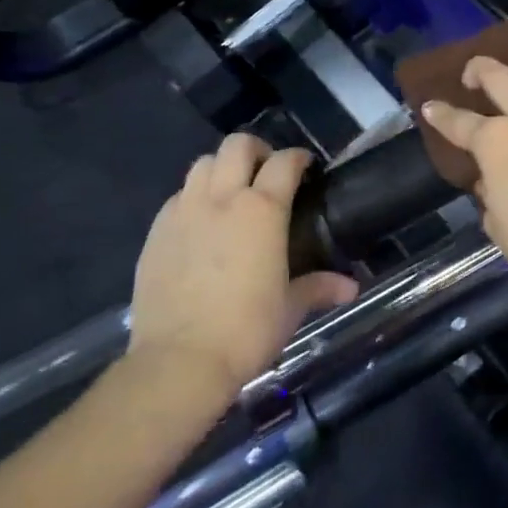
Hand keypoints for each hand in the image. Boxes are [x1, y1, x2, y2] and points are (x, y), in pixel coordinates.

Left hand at [127, 135, 357, 396]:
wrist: (178, 361)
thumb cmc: (245, 331)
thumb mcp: (290, 309)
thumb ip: (319, 287)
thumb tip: (351, 287)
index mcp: (262, 210)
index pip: (284, 162)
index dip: (299, 158)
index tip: (306, 167)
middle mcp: (222, 198)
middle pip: (237, 145)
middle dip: (257, 150)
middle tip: (266, 171)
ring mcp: (184, 211)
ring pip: (203, 163)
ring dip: (222, 168)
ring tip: (231, 191)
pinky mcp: (156, 231)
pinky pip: (178, 196)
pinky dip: (194, 197)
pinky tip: (200, 223)